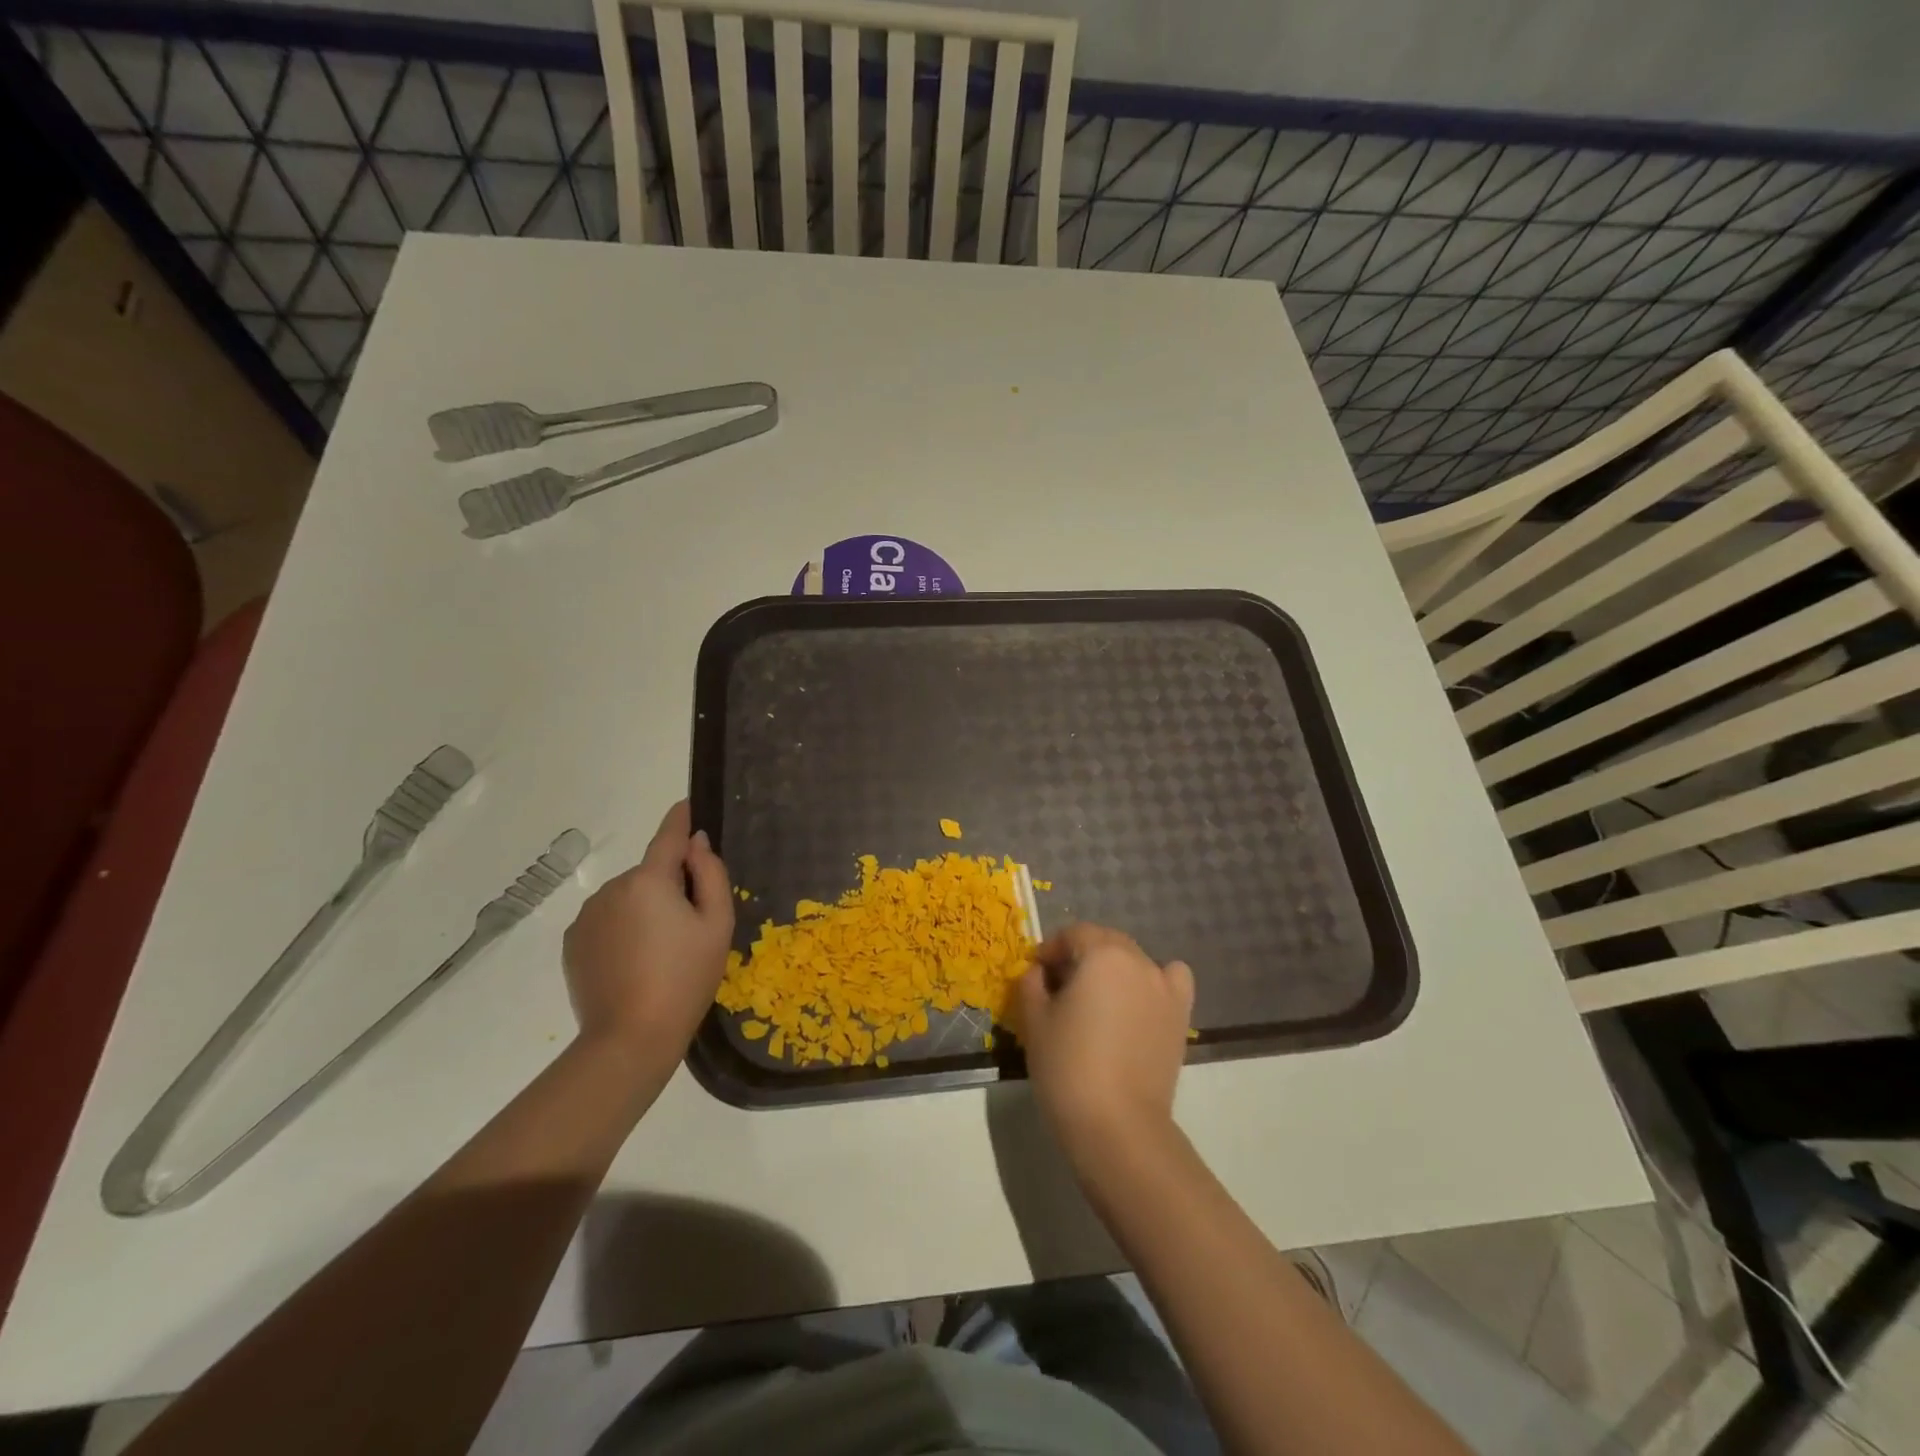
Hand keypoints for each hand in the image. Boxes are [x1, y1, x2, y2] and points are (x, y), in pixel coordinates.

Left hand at [562, 801, 733, 1063]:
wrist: (630, 1038)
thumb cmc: (686, 978)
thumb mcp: (717, 924)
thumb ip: (710, 874)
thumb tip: (696, 843)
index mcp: (649, 880)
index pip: (667, 835)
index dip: (680, 818)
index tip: (687, 804)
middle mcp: (612, 888)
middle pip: (650, 874)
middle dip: (669, 887)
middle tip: (690, 927)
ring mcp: (587, 916)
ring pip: (628, 898)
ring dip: (644, 910)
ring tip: (660, 953)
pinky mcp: (573, 942)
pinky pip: (607, 921)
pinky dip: (622, 930)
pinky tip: (634, 964)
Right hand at [1017, 923, 1193, 1164]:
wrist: (1117, 1125)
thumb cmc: (1068, 1067)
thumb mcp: (1034, 1021)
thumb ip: (1032, 984)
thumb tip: (1039, 971)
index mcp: (1101, 954)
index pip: (1073, 934)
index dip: (1051, 950)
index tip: (1036, 973)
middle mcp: (1138, 960)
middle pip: (1105, 942)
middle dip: (1080, 955)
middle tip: (1059, 988)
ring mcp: (1164, 987)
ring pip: (1134, 960)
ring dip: (1112, 968)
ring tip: (1097, 1000)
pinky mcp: (1180, 1016)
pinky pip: (1171, 979)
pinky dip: (1154, 981)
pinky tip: (1139, 1002)